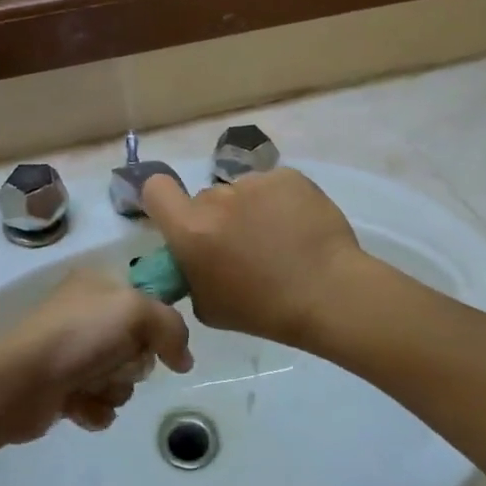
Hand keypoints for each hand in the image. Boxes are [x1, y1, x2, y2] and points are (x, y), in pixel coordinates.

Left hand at [0, 266, 192, 444]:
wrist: (19, 381)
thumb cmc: (78, 335)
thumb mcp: (135, 311)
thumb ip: (171, 327)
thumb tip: (184, 359)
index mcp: (99, 283)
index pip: (147, 299)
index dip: (157, 324)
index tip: (161, 344)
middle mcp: (86, 313)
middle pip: (138, 343)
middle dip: (133, 363)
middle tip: (118, 364)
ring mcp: (73, 351)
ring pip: (121, 376)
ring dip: (114, 388)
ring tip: (92, 387)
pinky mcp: (63, 387)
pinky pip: (100, 403)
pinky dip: (95, 408)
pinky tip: (80, 406)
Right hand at [140, 168, 366, 345]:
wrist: (329, 293)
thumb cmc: (264, 310)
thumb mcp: (208, 306)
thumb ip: (191, 273)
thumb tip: (194, 258)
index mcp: (190, 230)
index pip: (155, 189)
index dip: (162, 199)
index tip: (179, 218)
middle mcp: (216, 198)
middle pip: (206, 199)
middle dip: (219, 218)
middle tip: (244, 247)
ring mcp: (254, 182)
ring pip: (242, 193)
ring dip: (251, 211)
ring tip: (279, 240)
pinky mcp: (287, 176)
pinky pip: (274, 187)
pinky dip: (281, 203)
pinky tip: (299, 229)